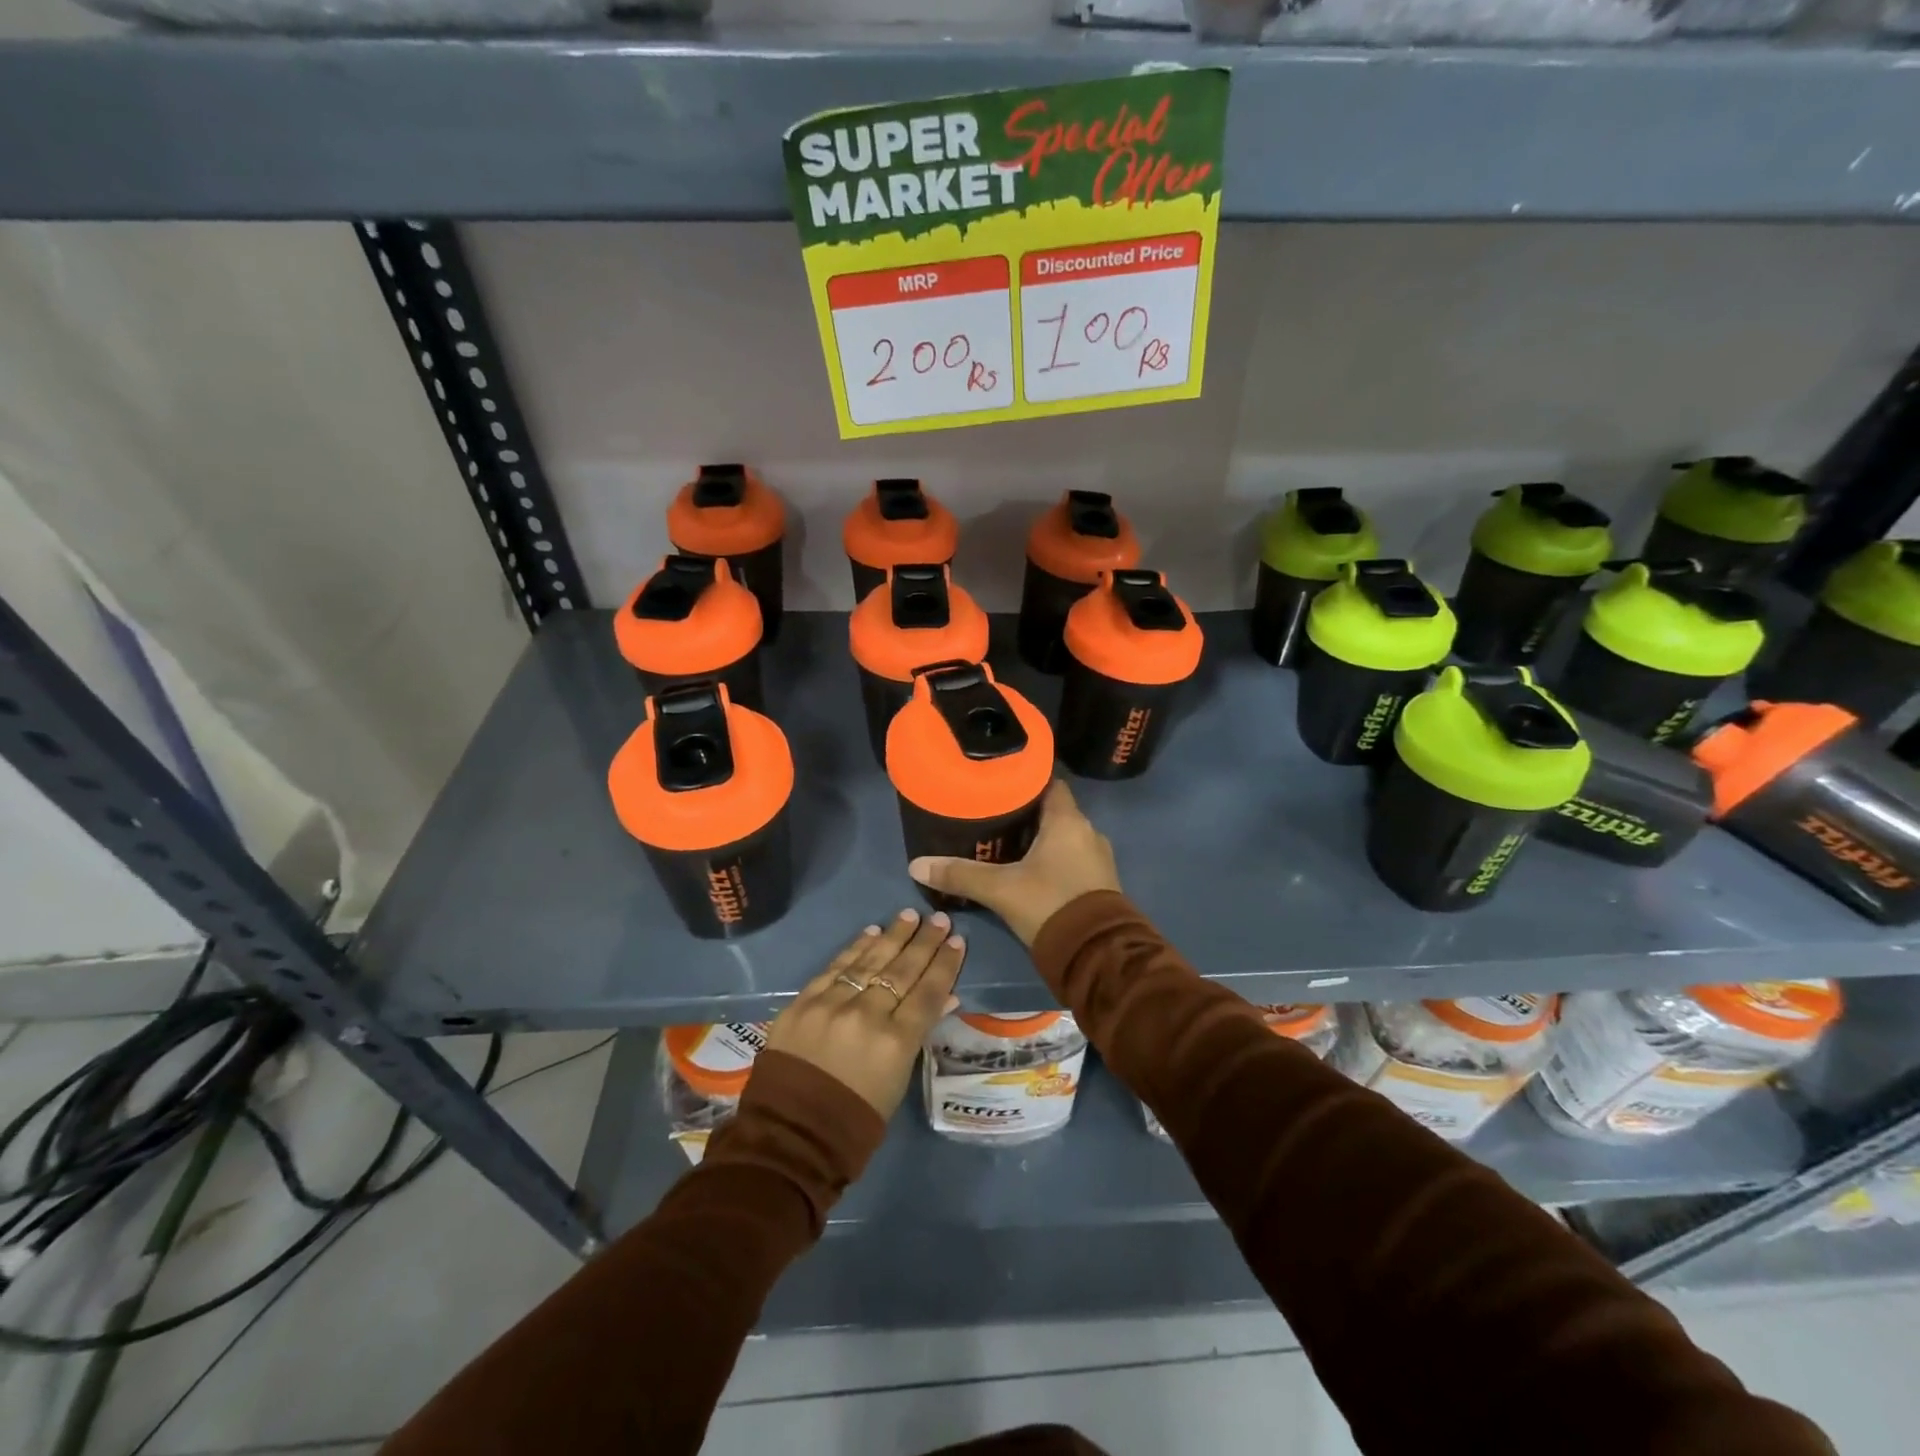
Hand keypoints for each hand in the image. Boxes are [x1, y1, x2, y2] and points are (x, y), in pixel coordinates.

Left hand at [763, 908, 965, 1118]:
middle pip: (902, 970)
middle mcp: (866, 1015)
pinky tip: (871, 933)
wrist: (791, 1135)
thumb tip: (946, 998)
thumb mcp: (898, 1080)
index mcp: (895, 1042)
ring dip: (893, 936)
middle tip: (940, 920)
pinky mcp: (802, 1003)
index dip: (945, 965)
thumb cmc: (855, 1119)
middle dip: (924, 942)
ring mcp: (831, 1005)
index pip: (928, 992)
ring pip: (869, 961)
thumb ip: (918, 1034)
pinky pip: (834, 968)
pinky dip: (854, 949)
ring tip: (910, 916)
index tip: (957, 941)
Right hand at [908, 780, 1120, 946]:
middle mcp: (1088, 831)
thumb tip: (916, 865)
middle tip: (992, 817)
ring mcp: (1098, 858)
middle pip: (1053, 811)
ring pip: (1064, 837)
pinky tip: (1029, 870)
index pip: (1050, 784)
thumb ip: (960, 874)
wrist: (1097, 955)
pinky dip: (1053, 859)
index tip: (1000, 785)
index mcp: (1068, 820)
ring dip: (1040, 839)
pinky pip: (1073, 858)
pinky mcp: (1100, 882)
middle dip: (1026, 814)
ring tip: (1006, 844)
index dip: (1026, 781)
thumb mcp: (1000, 889)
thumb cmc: (1049, 905)